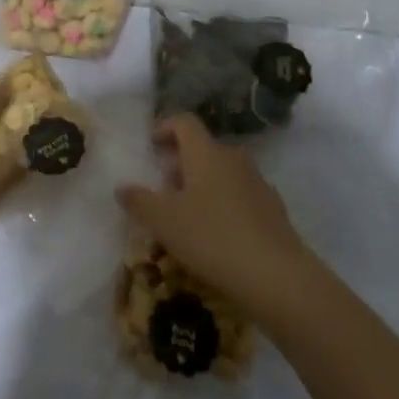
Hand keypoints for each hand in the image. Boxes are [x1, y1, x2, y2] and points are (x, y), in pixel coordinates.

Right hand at [115, 112, 310, 307]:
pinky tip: (217, 235)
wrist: (276, 276)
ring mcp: (258, 183)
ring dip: (203, 185)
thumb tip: (122, 187)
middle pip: (203, 149)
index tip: (152, 146)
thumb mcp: (163, 221)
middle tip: (164, 189)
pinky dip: (224, 205)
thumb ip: (138, 201)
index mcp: (206, 153)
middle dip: (181, 164)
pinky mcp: (273, 210)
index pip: (184, 122)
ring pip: (223, 173)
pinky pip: (241, 196)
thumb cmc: (212, 237)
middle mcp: (233, 159)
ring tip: (188, 216)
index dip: (165, 128)